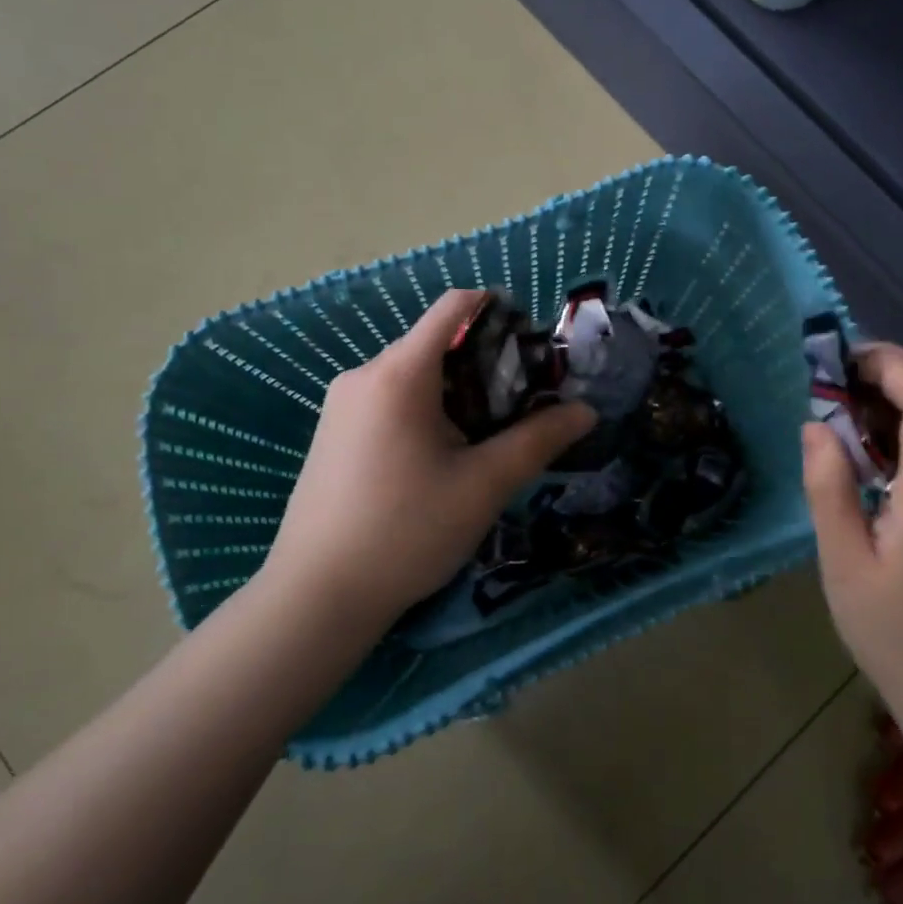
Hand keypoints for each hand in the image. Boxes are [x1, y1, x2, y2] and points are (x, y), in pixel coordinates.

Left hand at [260, 289, 595, 635]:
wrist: (317, 596)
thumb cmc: (407, 531)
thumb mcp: (484, 485)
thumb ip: (538, 440)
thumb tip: (585, 411)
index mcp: (399, 373)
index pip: (454, 307)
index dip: (500, 312)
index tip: (535, 348)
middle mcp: (364, 375)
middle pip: (436, 343)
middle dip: (486, 363)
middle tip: (524, 405)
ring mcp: (342, 405)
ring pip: (414, 376)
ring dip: (458, 392)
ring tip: (489, 437)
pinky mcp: (333, 434)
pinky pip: (390, 401)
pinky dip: (427, 411)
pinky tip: (444, 458)